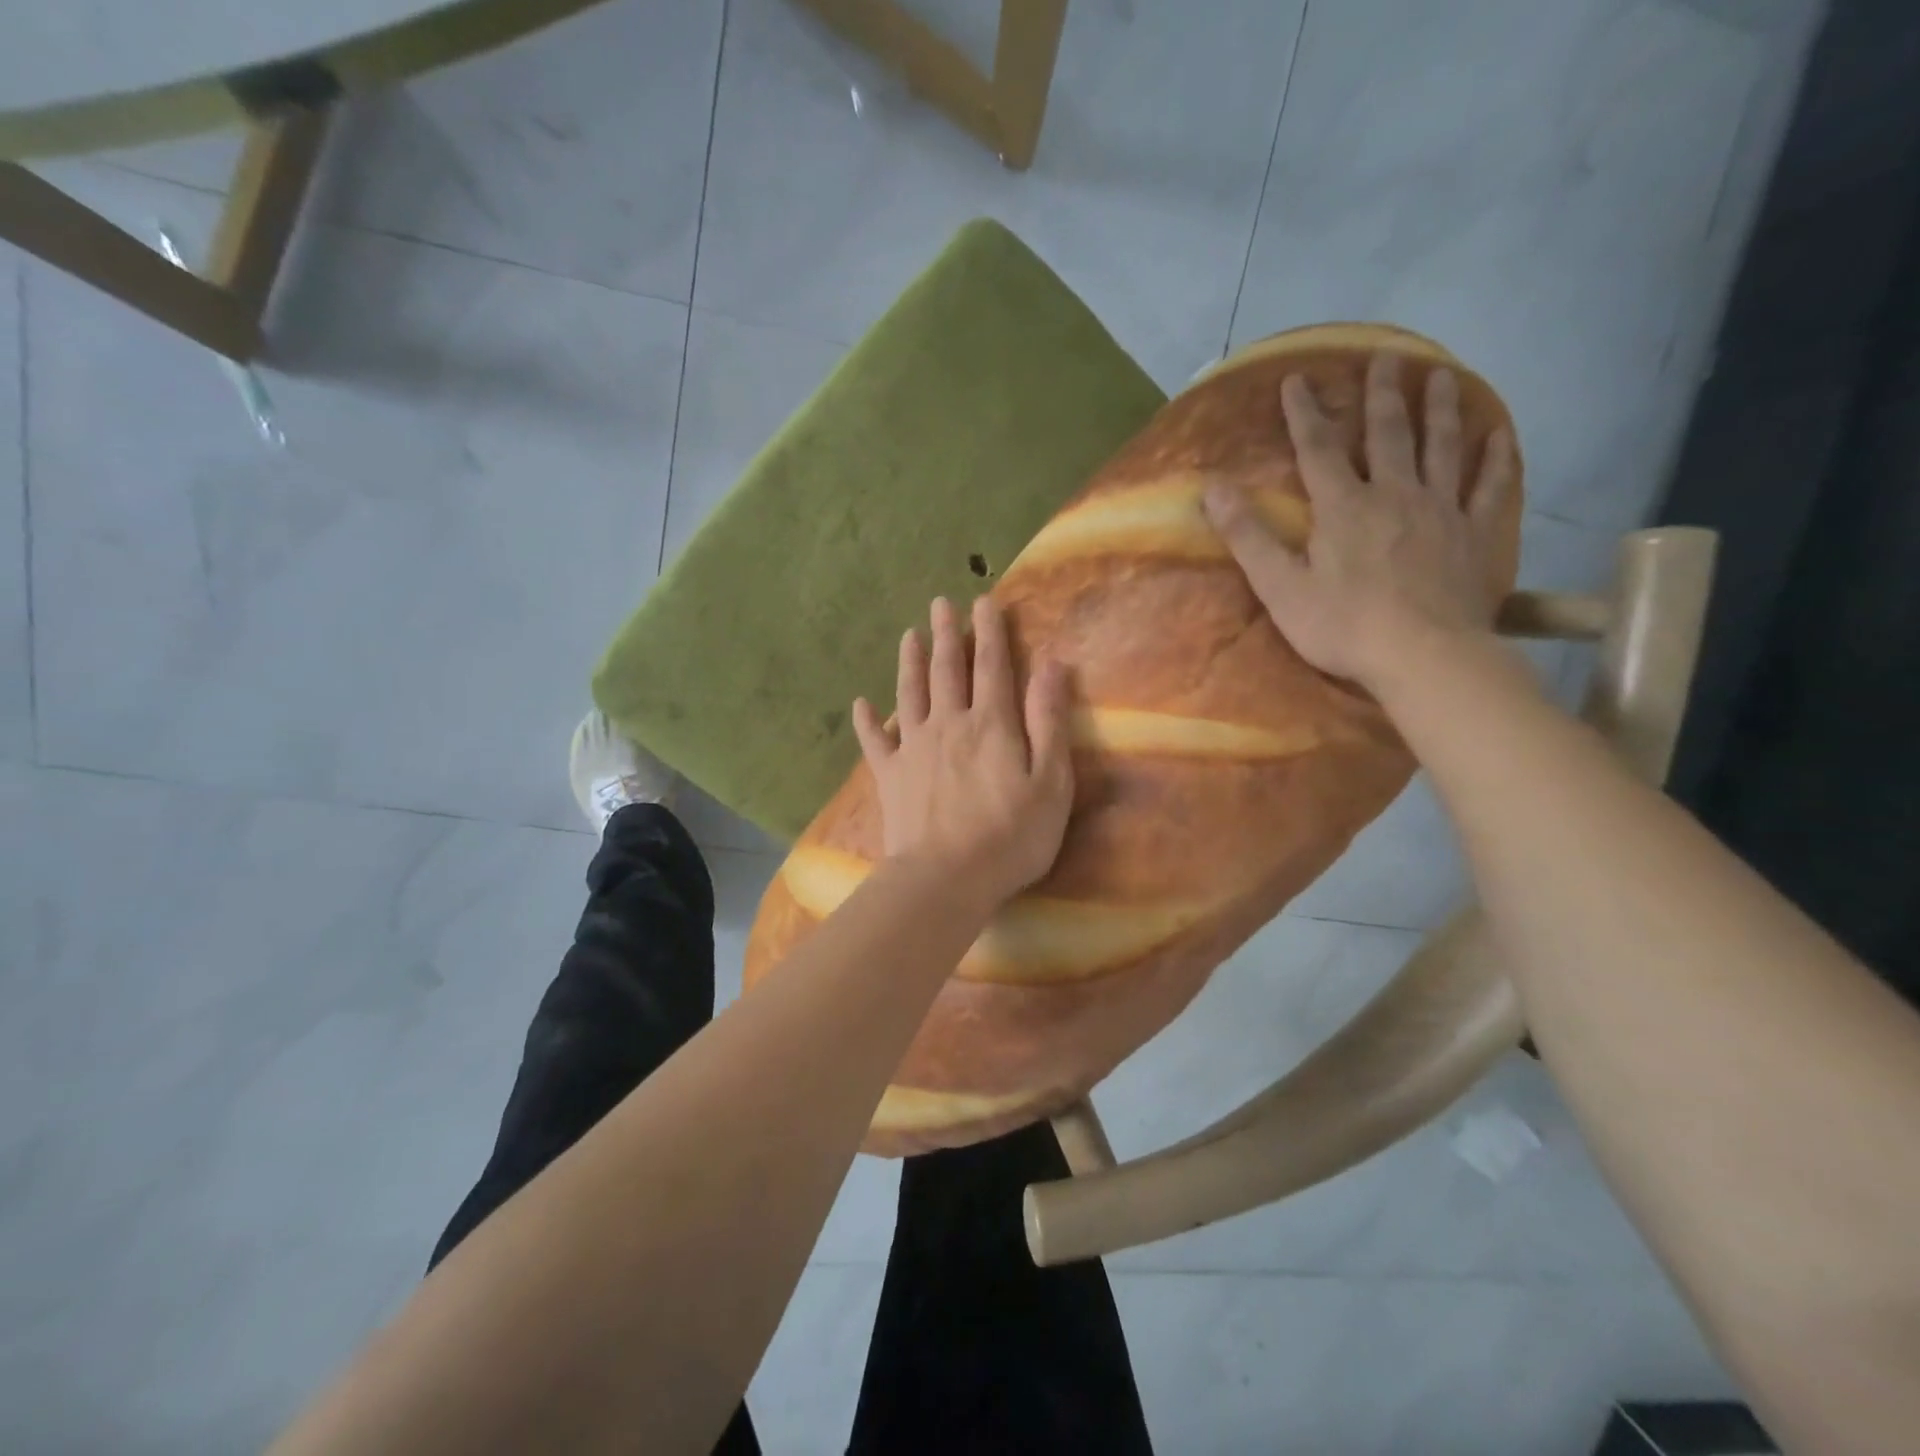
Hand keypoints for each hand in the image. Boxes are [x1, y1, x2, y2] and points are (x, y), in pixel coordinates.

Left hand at [852, 596, 1073, 905]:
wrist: (946, 878)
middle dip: (946, 634)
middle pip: (947, 670)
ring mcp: (913, 748)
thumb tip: (1051, 664)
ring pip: (910, 694)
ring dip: (910, 662)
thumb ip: (1048, 720)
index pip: (992, 665)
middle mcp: (948, 724)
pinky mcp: (889, 776)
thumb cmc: (1010, 836)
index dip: (989, 631)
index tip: (984, 601)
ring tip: (908, 635)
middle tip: (940, 603)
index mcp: (991, 724)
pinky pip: (874, 741)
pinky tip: (860, 704)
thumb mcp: (1050, 781)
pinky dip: (867, 721)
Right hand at [1202, 352, 1515, 691]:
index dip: (1306, 413)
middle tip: (1386, 357)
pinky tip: (1499, 433)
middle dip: (1382, 394)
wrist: (1423, 656)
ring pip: (1443, 447)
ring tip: (1441, 375)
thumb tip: (1212, 490)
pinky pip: (1491, 486)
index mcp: (1344, 507)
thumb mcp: (1279, 587)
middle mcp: (1395, 494)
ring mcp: (1442, 511)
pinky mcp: (1476, 534)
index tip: (1298, 378)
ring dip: (1440, 408)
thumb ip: (1248, 537)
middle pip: (1389, 434)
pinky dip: (1496, 457)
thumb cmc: (1342, 627)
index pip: (1319, 449)